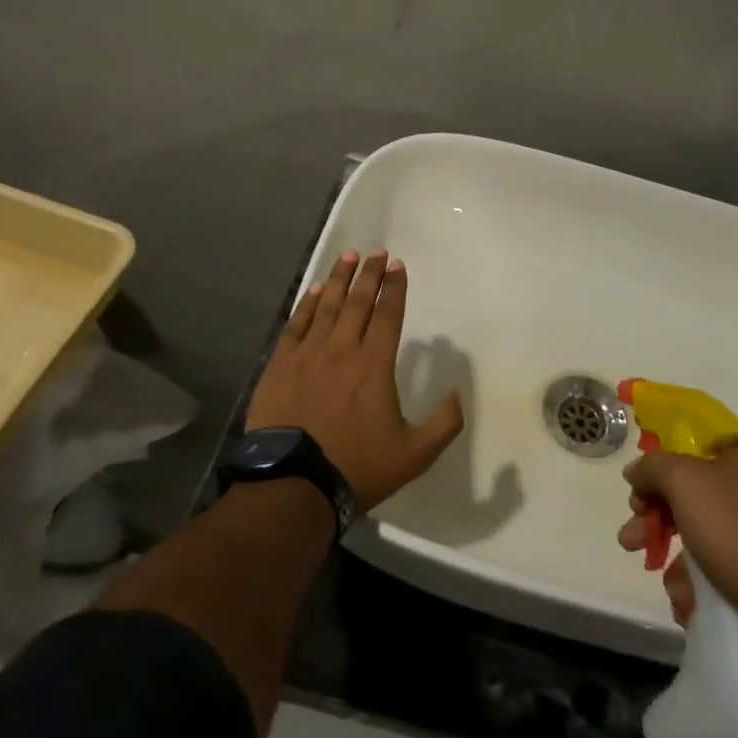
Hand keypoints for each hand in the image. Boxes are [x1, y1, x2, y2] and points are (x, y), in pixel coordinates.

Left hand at [245, 250, 463, 512]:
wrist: (294, 485)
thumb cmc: (357, 467)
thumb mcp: (415, 454)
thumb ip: (444, 423)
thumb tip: (457, 394)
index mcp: (374, 366)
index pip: (387, 316)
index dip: (394, 288)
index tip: (397, 266)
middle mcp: (342, 350)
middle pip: (358, 303)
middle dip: (369, 275)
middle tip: (376, 252)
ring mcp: (308, 355)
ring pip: (327, 307)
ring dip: (339, 279)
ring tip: (348, 256)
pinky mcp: (280, 366)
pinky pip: (296, 325)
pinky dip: (307, 304)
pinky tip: (315, 290)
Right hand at [617, 433, 737, 622]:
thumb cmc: (735, 526)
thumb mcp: (683, 481)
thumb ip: (652, 467)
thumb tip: (636, 471)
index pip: (695, 443)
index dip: (662, 463)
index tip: (641, 488)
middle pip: (692, 491)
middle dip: (655, 516)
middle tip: (632, 537)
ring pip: (704, 531)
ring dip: (673, 554)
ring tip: (659, 578)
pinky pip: (723, 563)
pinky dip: (700, 578)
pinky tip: (687, 600)